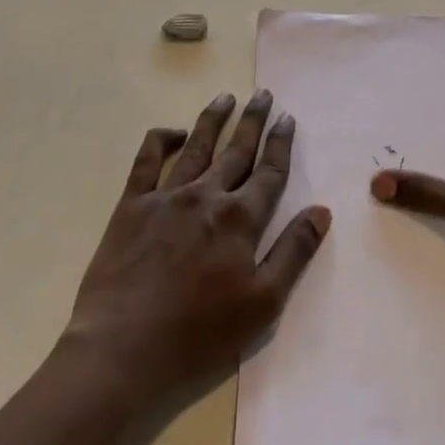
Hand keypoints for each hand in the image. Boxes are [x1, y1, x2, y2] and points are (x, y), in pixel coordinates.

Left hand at [64, 90, 329, 408]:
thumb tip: (321, 211)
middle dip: (253, 121)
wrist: (122, 351)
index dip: (281, 143)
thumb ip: (294, 252)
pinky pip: (147, 161)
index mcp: (240, 219)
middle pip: (237, 150)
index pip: (269, 171)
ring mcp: (166, 197)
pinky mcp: (131, 206)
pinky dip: (160, 140)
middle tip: (263, 94)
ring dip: (214, 119)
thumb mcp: (262, 304)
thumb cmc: (199, 335)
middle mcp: (206, 196)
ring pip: (196, 146)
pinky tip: (172, 131)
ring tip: (226, 97)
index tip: (287, 118)